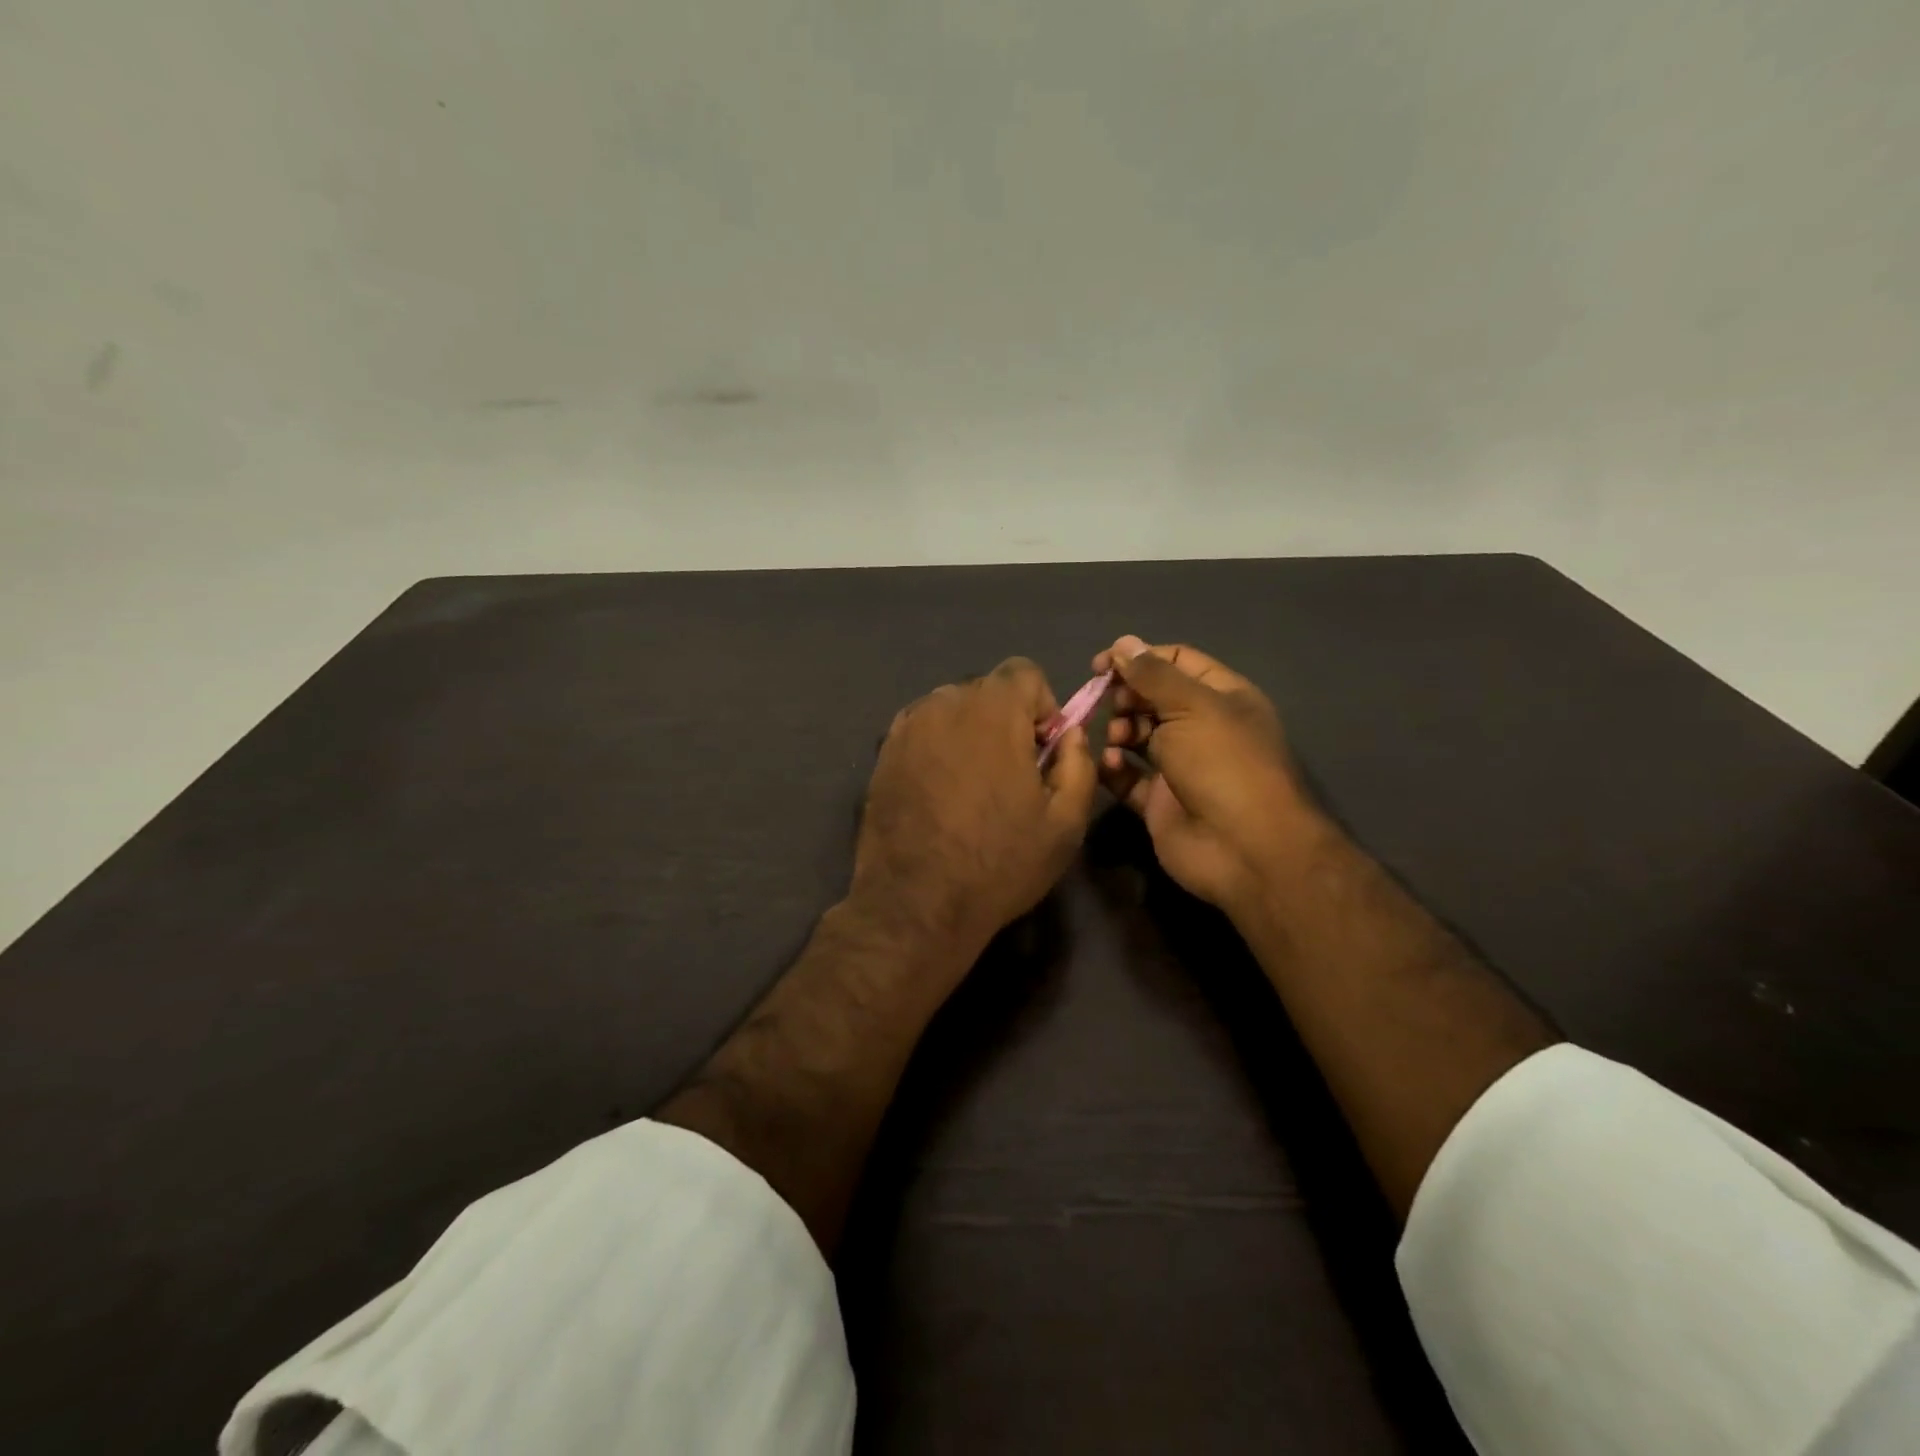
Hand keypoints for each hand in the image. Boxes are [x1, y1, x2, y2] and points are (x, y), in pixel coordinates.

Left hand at [851, 657, 1097, 957]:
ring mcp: (907, 727)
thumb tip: (1069, 733)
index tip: (1041, 750)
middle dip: (1007, 720)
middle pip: (986, 690)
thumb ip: (1078, 763)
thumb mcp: (1065, 822)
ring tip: (973, 787)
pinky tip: (941, 792)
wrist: (916, 903)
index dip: (1042, 706)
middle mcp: (944, 704)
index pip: (1024, 672)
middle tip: (1011, 774)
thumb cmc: (999, 863)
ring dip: (970, 733)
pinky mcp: (883, 753)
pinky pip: (922, 731)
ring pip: (951, 709)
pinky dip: (938, 747)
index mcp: (993, 711)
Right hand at [1093, 635, 1321, 918]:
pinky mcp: (1158, 801)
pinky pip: (1127, 776)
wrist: (1244, 848)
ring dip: (1118, 731)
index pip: (1176, 661)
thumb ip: (1153, 674)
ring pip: (1136, 736)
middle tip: (1110, 704)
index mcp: (1221, 697)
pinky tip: (1111, 765)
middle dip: (1126, 697)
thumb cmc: (1223, 764)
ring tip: (1116, 739)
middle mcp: (1201, 728)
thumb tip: (1123, 643)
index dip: (1139, 658)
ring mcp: (1179, 766)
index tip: (1101, 664)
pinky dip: (1113, 768)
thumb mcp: (1192, 706)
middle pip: (1152, 698)